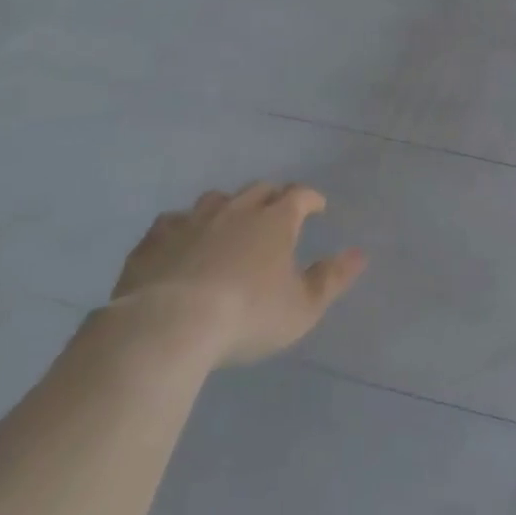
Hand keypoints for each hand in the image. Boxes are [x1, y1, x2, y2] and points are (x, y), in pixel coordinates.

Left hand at [109, 182, 365, 370]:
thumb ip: (332, 279)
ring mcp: (192, 220)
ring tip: (229, 222)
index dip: (311, 198)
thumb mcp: (302, 307)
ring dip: (228, 206)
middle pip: (259, 189)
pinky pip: (172, 222)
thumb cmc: (247, 315)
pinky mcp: (155, 239)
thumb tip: (360, 254)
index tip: (318, 207)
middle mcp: (236, 209)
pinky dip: (183, 228)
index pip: (300, 195)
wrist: (169, 325)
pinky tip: (181, 242)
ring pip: (215, 199)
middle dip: (272, 196)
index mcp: (275, 220)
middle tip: (277, 212)